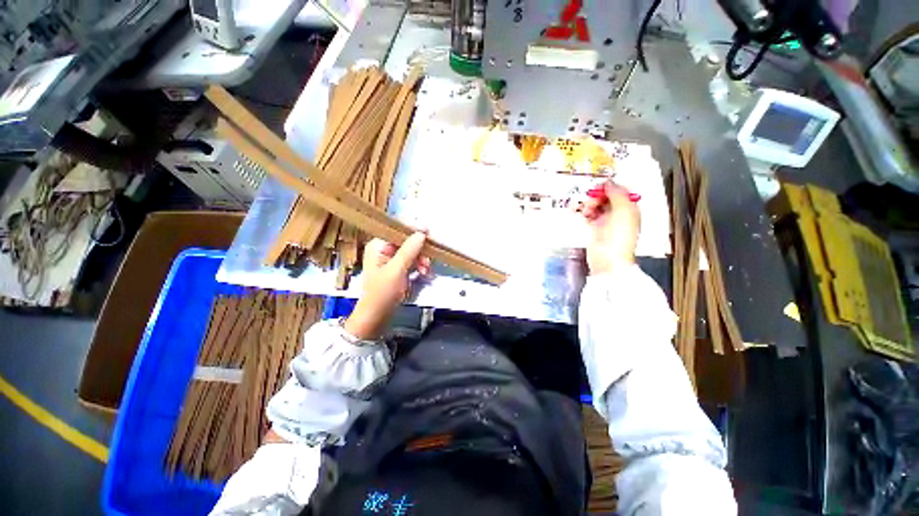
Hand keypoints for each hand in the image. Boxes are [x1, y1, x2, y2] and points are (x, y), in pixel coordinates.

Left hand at [344, 232, 431, 339]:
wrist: (377, 316)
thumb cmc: (382, 293)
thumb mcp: (396, 270)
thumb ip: (409, 250)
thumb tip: (421, 232)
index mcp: (378, 245)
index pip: (397, 229)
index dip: (413, 229)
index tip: (428, 233)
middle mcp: (384, 249)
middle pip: (407, 240)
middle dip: (420, 250)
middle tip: (428, 261)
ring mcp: (392, 259)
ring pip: (413, 251)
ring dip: (422, 259)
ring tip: (426, 271)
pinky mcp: (399, 268)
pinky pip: (413, 260)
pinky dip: (420, 266)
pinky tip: (424, 273)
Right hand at [578, 181, 639, 274]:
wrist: (607, 258)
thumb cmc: (619, 235)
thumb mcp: (623, 210)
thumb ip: (617, 193)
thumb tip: (609, 181)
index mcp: (630, 208)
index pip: (620, 191)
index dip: (610, 187)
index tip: (599, 186)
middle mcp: (619, 213)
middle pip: (607, 197)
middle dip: (598, 196)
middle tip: (592, 200)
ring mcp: (606, 221)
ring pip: (597, 205)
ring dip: (590, 204)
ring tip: (587, 209)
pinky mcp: (595, 228)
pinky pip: (589, 215)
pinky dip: (585, 212)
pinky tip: (583, 213)